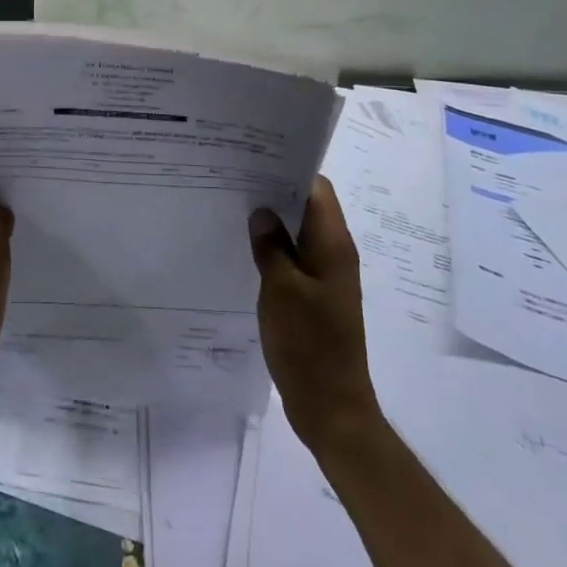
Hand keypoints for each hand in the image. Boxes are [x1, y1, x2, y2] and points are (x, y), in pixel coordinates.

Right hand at [248, 177, 383, 451]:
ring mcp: (325, 277)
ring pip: (298, 234)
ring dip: (271, 222)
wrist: (331, 407)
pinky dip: (273, 250)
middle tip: (233, 180)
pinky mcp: (314, 297)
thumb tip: (261, 210)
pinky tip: (243, 250)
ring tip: (232, 209)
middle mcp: (334, 253)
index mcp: (333, 244)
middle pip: (306, 207)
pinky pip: (294, 259)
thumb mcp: (281, 290)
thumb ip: (270, 246)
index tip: (252, 158)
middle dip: (273, 192)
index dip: (288, 168)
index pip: (316, 188)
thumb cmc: (308, 345)